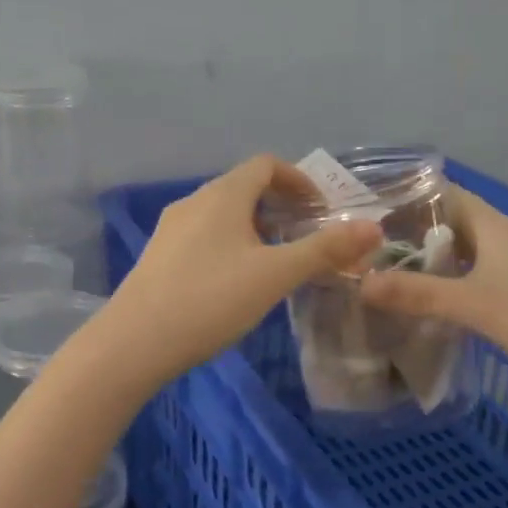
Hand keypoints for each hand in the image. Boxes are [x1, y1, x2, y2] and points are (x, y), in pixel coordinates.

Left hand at [93, 155, 382, 389]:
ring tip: (275, 263)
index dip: (299, 180)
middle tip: (304, 238)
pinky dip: (230, 245)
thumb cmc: (210, 300)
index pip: (266, 165)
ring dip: (255, 228)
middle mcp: (193, 202)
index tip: (321, 210)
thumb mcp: (275, 276)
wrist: (134, 343)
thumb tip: (373, 228)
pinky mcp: (158, 257)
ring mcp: (170, 230)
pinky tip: (235, 283)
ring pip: (222, 215)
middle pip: (243, 188)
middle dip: (279, 207)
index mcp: (222, 195)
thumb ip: (324, 250)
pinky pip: (203, 237)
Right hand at [358, 186, 507, 415]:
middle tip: (355, 251)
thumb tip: (360, 283)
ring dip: (420, 268)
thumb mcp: (476, 304)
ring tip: (372, 279)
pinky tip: (414, 313)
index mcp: (494, 228)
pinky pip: (465, 289)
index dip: (406, 196)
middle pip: (445, 228)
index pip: (444, 195)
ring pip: (454, 261)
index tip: (362, 208)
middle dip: (404, 236)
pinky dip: (439, 294)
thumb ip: (419, 293)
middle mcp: (499, 244)